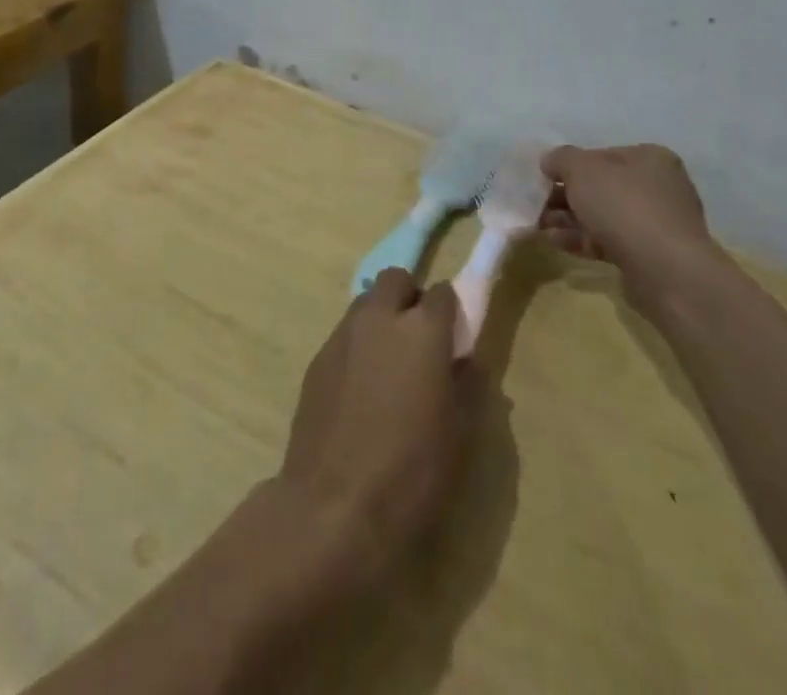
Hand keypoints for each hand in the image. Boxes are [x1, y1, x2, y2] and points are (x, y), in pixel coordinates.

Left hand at [278, 270, 472, 578]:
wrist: (332, 506)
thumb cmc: (410, 473)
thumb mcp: (458, 436)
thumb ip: (468, 385)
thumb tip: (469, 360)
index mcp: (421, 331)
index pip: (443, 293)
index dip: (451, 311)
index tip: (455, 338)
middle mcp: (379, 318)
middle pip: (396, 280)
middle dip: (410, 298)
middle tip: (420, 341)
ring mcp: (342, 335)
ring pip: (366, 303)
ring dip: (381, 318)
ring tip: (389, 366)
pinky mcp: (317, 358)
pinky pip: (345, 334)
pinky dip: (358, 346)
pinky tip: (361, 390)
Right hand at [539, 143, 727, 314]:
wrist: (665, 270)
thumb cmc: (623, 206)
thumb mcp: (582, 170)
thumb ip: (561, 159)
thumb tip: (550, 161)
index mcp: (650, 158)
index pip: (601, 155)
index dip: (569, 165)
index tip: (544, 178)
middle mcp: (658, 187)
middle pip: (600, 187)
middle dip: (565, 196)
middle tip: (536, 204)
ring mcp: (656, 223)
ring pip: (602, 215)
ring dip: (568, 219)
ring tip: (538, 225)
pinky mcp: (649, 255)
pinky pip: (609, 240)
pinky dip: (582, 239)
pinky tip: (555, 242)